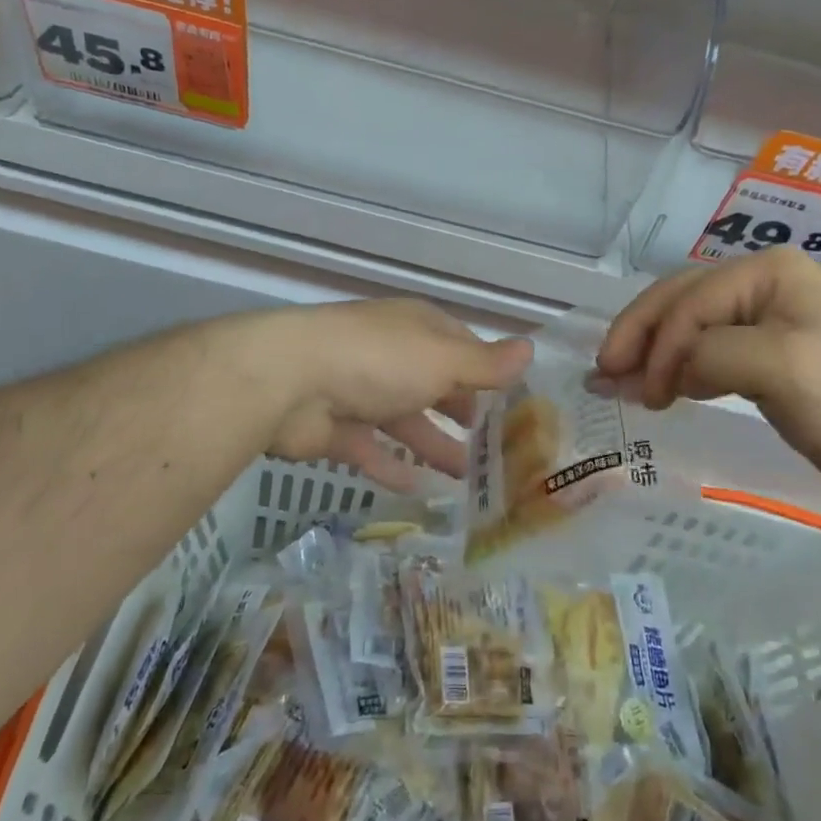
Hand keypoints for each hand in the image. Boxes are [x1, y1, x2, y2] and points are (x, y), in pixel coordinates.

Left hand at [252, 299, 532, 491]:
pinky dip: (394, 467)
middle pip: (433, 384)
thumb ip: (484, 364)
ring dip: (433, 445)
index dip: (486, 372)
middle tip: (494, 448)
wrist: (289, 381)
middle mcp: (390, 355)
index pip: (461, 346)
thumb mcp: (442, 359)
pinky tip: (419, 491)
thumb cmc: (379, 359)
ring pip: (405, 421)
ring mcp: (360, 391)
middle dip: (461, 412)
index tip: (512, 403)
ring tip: (468, 478)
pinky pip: (372, 450)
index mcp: (417, 329)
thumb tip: (531, 349)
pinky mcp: (335, 430)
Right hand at [596, 248, 820, 492]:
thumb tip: (670, 371)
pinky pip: (701, 349)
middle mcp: (758, 281)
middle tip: (603, 372)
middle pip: (680, 300)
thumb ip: (712, 354)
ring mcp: (757, 314)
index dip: (660, 343)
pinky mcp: (757, 348)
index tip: (639, 392)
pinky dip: (673, 367)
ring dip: (649, 351)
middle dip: (640, 336)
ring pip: (684, 324)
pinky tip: (653, 387)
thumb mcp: (779, 367)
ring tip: (615, 381)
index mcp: (766, 271)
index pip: (693, 300)